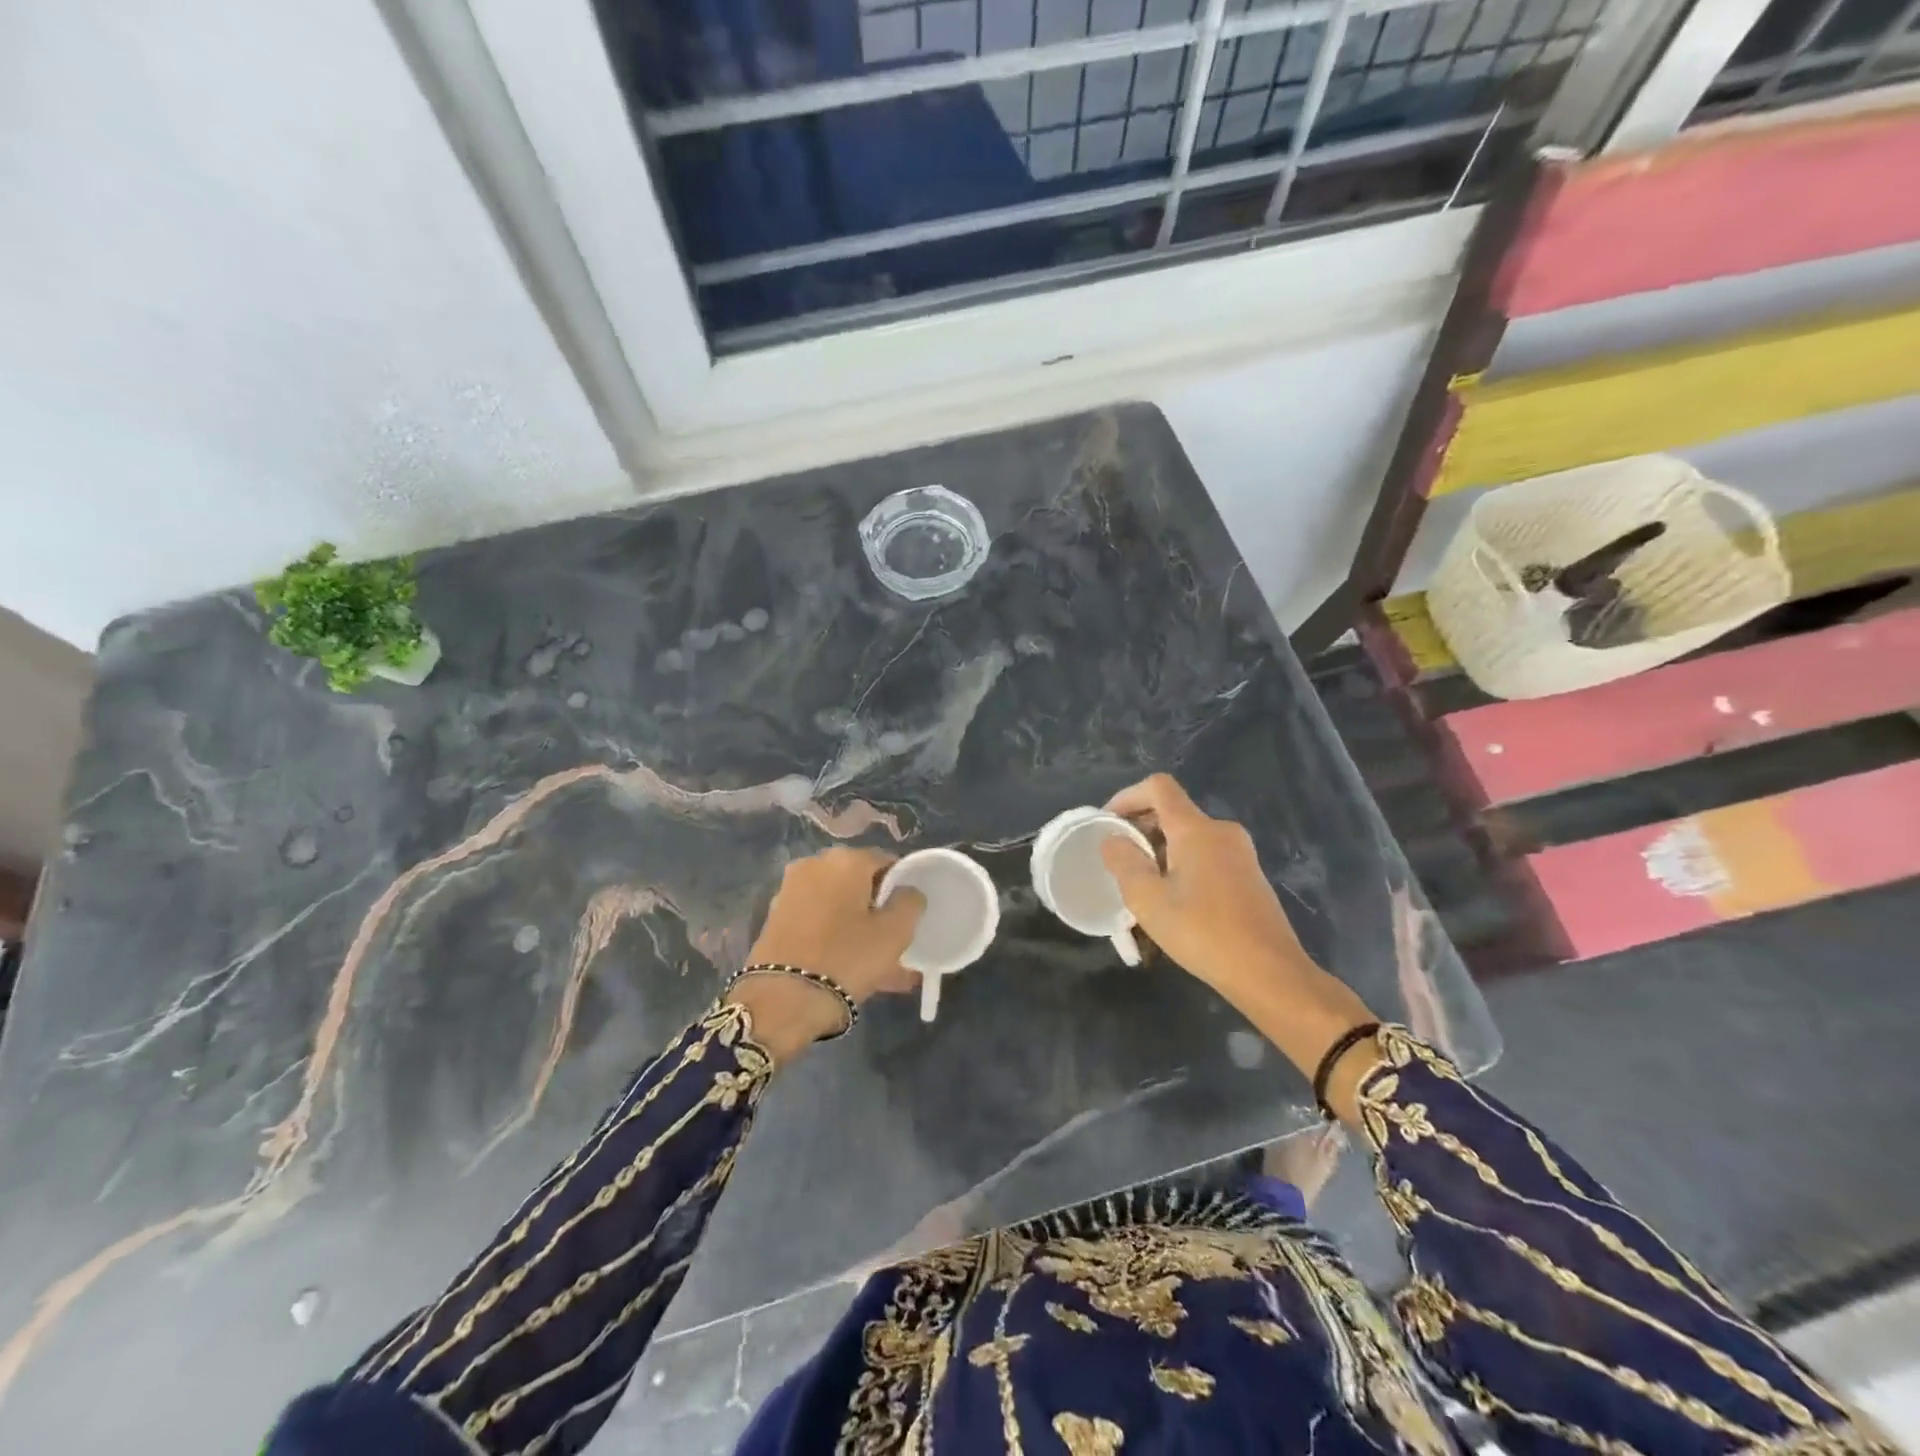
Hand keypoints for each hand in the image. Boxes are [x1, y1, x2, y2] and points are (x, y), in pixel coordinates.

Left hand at [732, 848, 923, 1062]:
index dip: (903, 888)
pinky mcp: (776, 918)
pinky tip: (852, 969)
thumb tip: (907, 892)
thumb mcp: (895, 933)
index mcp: (846, 859)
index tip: (910, 917)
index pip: (887, 862)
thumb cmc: (846, 958)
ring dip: (859, 929)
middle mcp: (815, 864)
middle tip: (896, 943)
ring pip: (839, 907)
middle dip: (878, 911)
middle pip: (860, 884)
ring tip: (881, 968)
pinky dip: (836, 938)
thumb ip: (911, 902)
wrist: (780, 1000)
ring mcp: (791, 891)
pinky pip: (819, 923)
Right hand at [1098, 774, 1309, 991]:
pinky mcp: (1249, 876)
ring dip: (1160, 851)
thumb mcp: (1148, 900)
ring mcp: (1240, 853)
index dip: (1128, 796)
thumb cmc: (1203, 933)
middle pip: (1173, 812)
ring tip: (1141, 886)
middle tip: (1118, 861)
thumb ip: (1124, 862)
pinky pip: (1206, 855)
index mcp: (1196, 829)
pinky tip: (1173, 901)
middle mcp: (1221, 831)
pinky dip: (1181, 865)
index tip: (1108, 823)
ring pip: (1189, 837)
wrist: (1269, 973)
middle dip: (1141, 829)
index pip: (1159, 787)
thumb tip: (1113, 839)